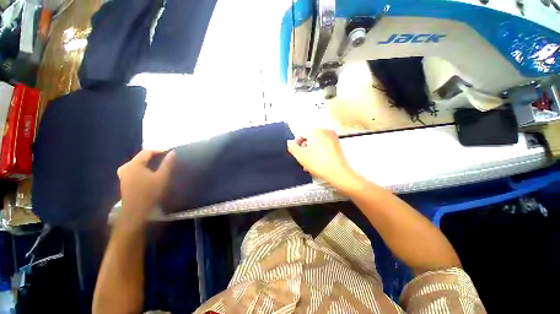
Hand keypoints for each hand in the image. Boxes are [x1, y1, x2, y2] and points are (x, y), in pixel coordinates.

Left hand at [117, 150, 175, 227]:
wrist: (135, 212)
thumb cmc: (150, 193)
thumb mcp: (162, 177)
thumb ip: (167, 163)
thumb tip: (172, 152)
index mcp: (134, 164)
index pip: (147, 151)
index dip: (159, 151)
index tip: (170, 154)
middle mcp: (125, 166)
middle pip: (141, 157)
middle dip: (154, 157)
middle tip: (166, 160)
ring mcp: (123, 173)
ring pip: (138, 163)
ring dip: (149, 163)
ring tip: (161, 166)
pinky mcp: (124, 180)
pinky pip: (135, 168)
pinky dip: (144, 168)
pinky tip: (151, 173)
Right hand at [287, 129, 355, 187]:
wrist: (337, 173)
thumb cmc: (321, 163)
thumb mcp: (300, 155)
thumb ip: (292, 147)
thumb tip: (290, 143)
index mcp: (316, 131)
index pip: (301, 135)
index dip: (297, 145)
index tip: (297, 152)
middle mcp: (325, 132)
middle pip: (309, 140)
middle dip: (305, 150)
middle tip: (303, 159)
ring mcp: (332, 138)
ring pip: (316, 144)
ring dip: (311, 153)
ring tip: (309, 164)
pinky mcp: (337, 146)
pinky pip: (324, 147)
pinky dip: (319, 154)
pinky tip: (317, 163)